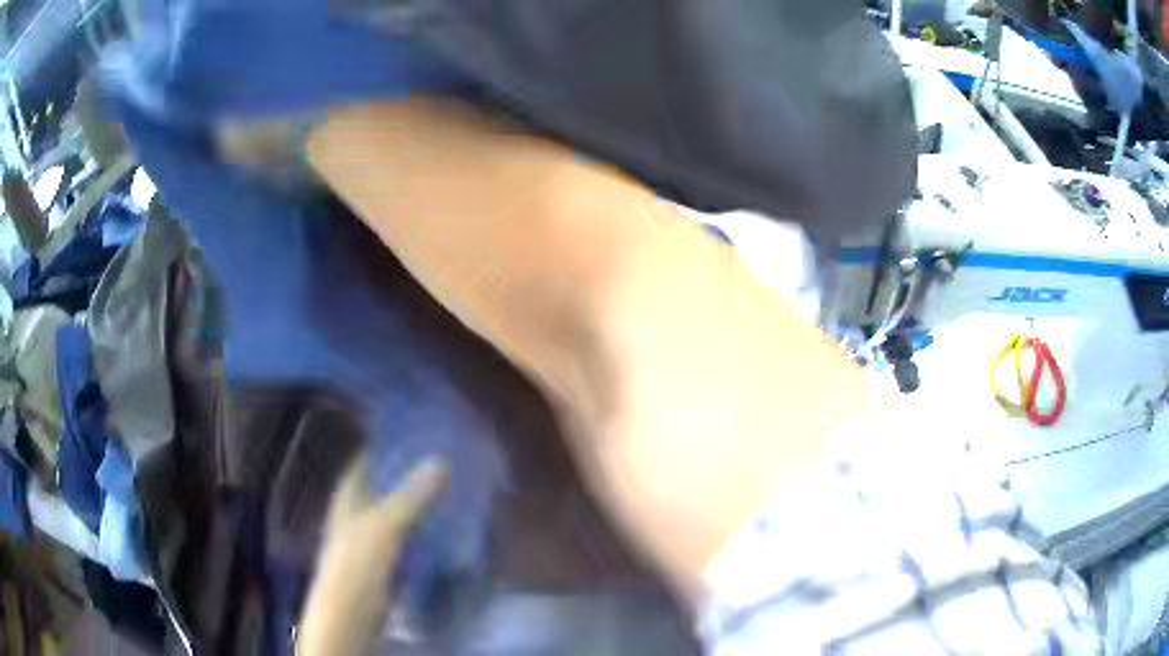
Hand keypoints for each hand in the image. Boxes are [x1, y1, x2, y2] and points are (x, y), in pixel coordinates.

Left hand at [297, 456, 447, 655]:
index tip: (419, 435)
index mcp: (349, 495)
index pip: (366, 459)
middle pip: (382, 484)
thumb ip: (413, 495)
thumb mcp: (387, 524)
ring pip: (395, 510)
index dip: (387, 445)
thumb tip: (441, 460)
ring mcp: (368, 536)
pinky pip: (404, 535)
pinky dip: (420, 528)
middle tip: (444, 459)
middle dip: (409, 474)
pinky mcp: (383, 558)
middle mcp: (356, 510)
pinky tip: (443, 526)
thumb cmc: (359, 561)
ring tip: (450, 488)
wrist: (351, 611)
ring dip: (417, 502)